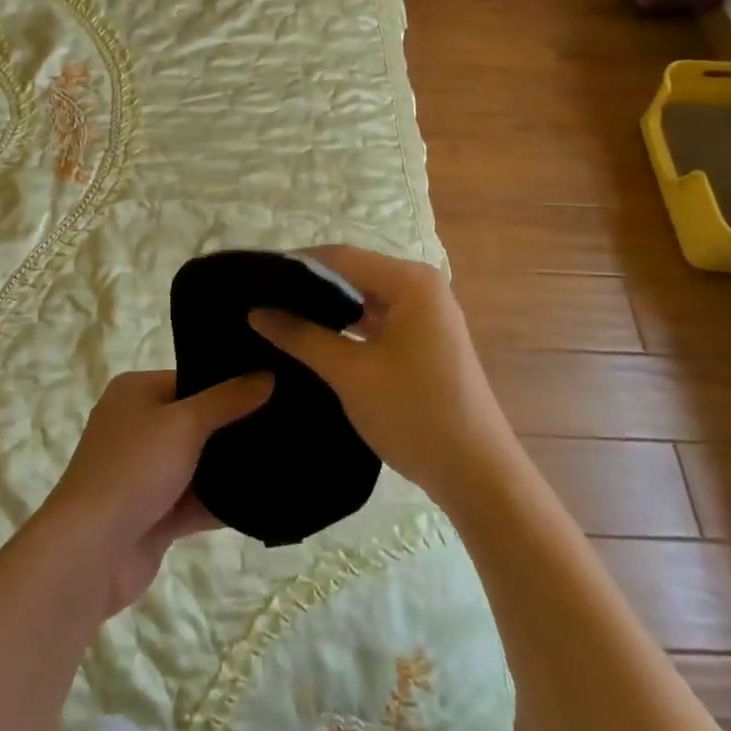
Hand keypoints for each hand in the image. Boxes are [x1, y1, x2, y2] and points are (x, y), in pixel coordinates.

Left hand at [36, 370, 272, 615]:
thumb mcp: (185, 423)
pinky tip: (267, 499)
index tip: (273, 386)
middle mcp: (138, 427)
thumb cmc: (134, 469)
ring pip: (198, 464)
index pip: (190, 379)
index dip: (228, 382)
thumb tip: (267, 374)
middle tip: (287, 423)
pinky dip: (223, 502)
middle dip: (235, 426)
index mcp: (135, 392)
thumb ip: (228, 400)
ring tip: (287, 458)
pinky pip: (197, 501)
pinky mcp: (155, 514)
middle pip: (196, 420)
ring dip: (232, 467)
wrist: (90, 553)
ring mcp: (145, 473)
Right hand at [250, 245, 516, 508]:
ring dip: (329, 307)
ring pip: (365, 296)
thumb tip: (256, 311)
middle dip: (309, 286)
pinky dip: (349, 324)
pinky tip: (316, 337)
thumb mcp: (350, 373)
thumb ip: (301, 336)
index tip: (254, 279)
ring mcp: (427, 312)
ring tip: (280, 317)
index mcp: (410, 281)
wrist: (476, 473)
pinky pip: (378, 317)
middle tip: (262, 300)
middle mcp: (422, 286)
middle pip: (353, 272)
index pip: (340, 257)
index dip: (295, 265)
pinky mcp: (425, 338)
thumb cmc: (414, 414)